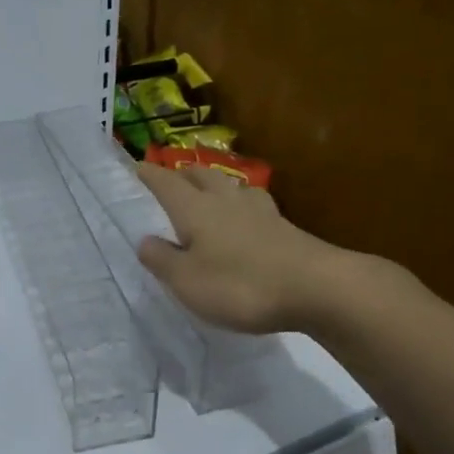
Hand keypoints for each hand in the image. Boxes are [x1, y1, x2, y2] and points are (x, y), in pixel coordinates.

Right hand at [132, 163, 342, 333]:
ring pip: (230, 185)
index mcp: (195, 209)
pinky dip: (241, 203)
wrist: (316, 287)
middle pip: (200, 175)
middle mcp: (225, 200)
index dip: (150, 175)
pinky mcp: (284, 225)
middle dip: (182, 174)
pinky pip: (253, 203)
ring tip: (208, 190)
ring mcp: (259, 210)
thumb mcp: (187, 282)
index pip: (166, 183)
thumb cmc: (240, 285)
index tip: (137, 166)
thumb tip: (145, 240)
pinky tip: (247, 214)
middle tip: (171, 177)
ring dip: (214, 183)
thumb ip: (163, 260)